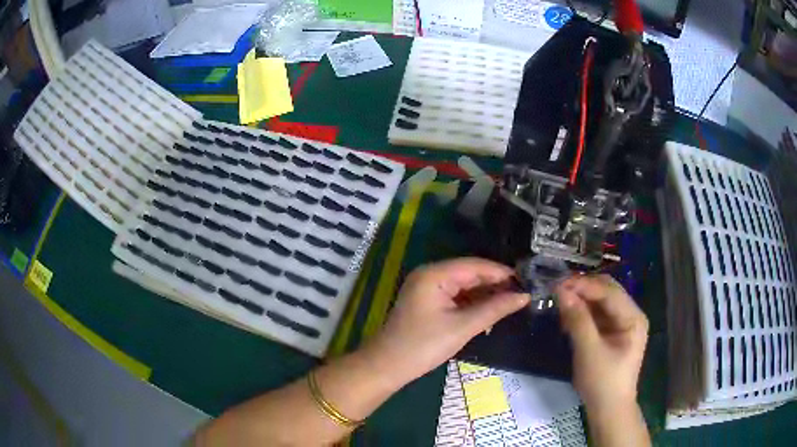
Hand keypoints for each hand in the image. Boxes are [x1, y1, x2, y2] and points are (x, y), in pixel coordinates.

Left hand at [364, 258, 529, 386]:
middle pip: (470, 273)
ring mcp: (427, 288)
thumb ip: (495, 309)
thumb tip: (524, 296)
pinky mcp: (427, 301)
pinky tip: (490, 309)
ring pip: (464, 285)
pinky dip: (472, 302)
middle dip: (495, 283)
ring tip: (512, 302)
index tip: (526, 281)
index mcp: (434, 274)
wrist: (388, 366)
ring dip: (485, 293)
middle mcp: (430, 274)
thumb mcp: (463, 327)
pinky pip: (455, 295)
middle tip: (522, 293)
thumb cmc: (424, 346)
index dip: (501, 273)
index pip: (475, 265)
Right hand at [557, 275, 648, 411]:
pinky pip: (596, 315)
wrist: (608, 410)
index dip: (584, 285)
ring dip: (581, 300)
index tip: (558, 284)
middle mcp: (630, 315)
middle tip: (557, 290)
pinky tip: (568, 317)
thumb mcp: (589, 351)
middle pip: (607, 292)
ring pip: (600, 302)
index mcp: (633, 318)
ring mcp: (622, 324)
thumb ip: (577, 320)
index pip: (609, 292)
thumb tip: (560, 291)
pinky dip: (582, 313)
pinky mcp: (612, 333)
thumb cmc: (602, 382)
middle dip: (583, 289)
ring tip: (560, 304)